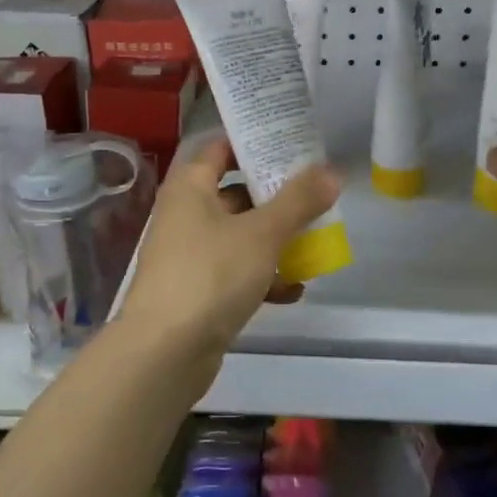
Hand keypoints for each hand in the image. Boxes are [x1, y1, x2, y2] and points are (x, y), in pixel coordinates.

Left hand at [119, 136, 340, 360]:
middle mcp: (184, 215)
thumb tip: (331, 171)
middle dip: (276, 197)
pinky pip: (235, 273)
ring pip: (239, 236)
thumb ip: (298, 201)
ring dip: (274, 241)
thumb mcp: (262, 233)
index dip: (255, 144)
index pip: (221, 149)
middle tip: (316, 194)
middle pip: (235, 194)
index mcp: (190, 188)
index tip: (293, 144)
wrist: (165, 352)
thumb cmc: (211, 275)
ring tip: (314, 243)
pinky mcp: (196, 292)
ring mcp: (188, 256)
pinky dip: (262, 277)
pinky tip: (294, 290)